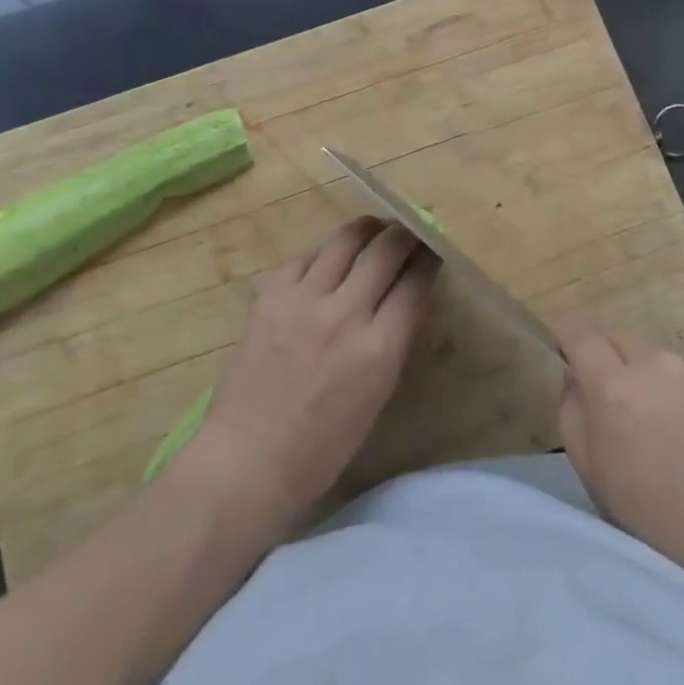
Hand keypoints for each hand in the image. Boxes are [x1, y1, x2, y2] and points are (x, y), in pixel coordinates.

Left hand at [177, 218, 434, 530]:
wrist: (249, 457)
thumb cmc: (323, 445)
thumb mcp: (378, 394)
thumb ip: (395, 340)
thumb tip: (408, 296)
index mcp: (379, 349)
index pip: (415, 284)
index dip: (429, 260)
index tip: (434, 249)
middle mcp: (345, 315)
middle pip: (386, 251)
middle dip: (404, 235)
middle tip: (409, 233)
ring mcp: (304, 300)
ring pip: (345, 240)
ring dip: (367, 230)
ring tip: (374, 228)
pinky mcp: (271, 295)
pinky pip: (304, 256)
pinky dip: (323, 251)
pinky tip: (329, 255)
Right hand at [558, 327, 683, 629]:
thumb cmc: (673, 533)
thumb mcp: (600, 485)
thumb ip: (574, 418)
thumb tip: (574, 379)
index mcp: (616, 389)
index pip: (578, 333)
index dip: (569, 344)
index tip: (571, 364)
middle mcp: (658, 363)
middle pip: (619, 339)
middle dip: (612, 364)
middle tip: (624, 411)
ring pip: (661, 358)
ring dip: (655, 379)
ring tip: (676, 430)